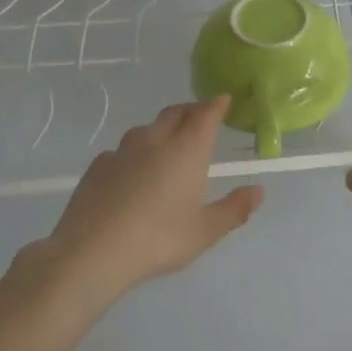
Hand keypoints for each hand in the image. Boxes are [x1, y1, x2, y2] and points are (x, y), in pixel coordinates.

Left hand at [38, 96, 263, 297]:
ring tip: (167, 144)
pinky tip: (132, 171)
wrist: (93, 250)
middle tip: (200, 117)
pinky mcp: (98, 166)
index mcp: (187, 149)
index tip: (224, 100)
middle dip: (191, 111)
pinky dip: (134, 153)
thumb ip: (234, 208)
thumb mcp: (205, 231)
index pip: (205, 114)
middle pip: (175, 113)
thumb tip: (258, 190)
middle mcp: (156, 140)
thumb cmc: (159, 239)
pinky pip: (121, 150)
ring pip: (146, 129)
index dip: (216, 105)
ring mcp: (122, 151)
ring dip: (161, 129)